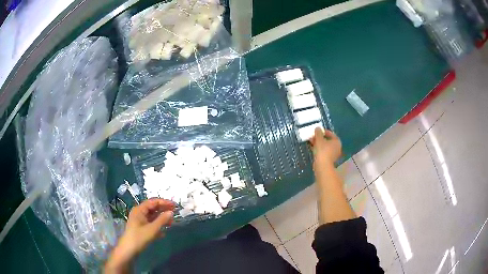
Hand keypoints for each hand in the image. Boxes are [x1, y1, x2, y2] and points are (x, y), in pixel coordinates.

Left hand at [105, 199, 173, 272]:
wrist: (129, 249)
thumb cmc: (140, 237)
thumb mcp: (152, 229)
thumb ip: (162, 220)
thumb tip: (171, 212)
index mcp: (139, 210)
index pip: (153, 202)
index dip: (164, 202)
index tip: (174, 205)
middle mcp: (139, 213)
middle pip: (153, 208)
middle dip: (163, 210)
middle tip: (175, 212)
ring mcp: (140, 220)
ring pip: (152, 216)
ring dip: (162, 219)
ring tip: (171, 223)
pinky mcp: (141, 228)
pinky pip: (151, 223)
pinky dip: (158, 225)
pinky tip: (164, 232)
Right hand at [310, 128, 341, 167]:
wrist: (322, 165)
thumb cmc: (322, 150)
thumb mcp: (319, 139)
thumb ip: (318, 133)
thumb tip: (318, 128)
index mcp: (337, 141)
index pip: (331, 134)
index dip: (323, 131)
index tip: (317, 131)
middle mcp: (337, 147)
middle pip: (328, 140)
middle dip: (320, 138)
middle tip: (313, 136)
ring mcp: (333, 154)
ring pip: (325, 147)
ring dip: (318, 144)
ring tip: (311, 141)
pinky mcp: (328, 160)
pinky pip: (324, 152)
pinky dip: (319, 149)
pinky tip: (312, 148)